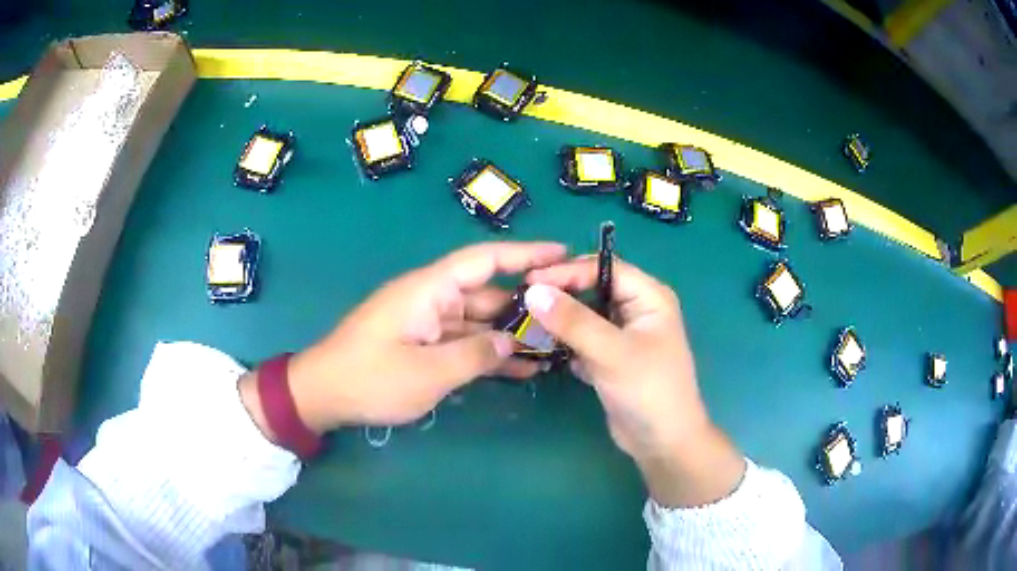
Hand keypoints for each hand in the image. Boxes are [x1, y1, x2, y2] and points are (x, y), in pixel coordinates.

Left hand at [241, 242, 566, 435]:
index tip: (562, 254)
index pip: (485, 260)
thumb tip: (511, 344)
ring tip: (552, 350)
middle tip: (568, 318)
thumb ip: (476, 355)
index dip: (525, 254)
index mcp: (430, 289)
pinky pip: (463, 342)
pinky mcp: (422, 344)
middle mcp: (432, 298)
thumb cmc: (371, 378)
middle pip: (488, 294)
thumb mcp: (428, 372)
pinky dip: (488, 353)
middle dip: (526, 306)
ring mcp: (427, 323)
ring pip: (479, 322)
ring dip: (510, 336)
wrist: (323, 394)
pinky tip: (520, 369)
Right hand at [525, 257, 744, 506]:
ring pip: (584, 314)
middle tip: (521, 300)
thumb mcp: (612, 352)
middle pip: (591, 289)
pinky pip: (582, 338)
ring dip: (558, 318)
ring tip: (524, 321)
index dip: (566, 271)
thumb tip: (533, 291)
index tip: (528, 281)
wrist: (662, 442)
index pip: (603, 269)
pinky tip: (540, 345)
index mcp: (649, 297)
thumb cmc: (648, 391)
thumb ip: (573, 321)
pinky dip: (563, 340)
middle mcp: (636, 309)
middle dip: (559, 294)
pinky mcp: (610, 357)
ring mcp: (622, 334)